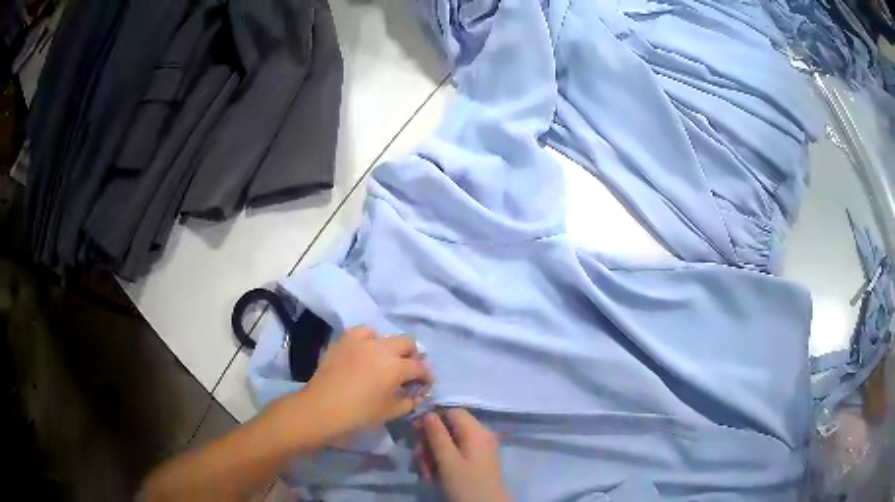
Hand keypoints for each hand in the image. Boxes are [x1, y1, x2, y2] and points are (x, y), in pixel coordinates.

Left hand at [299, 327, 431, 438]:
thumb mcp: (391, 412)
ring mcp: (361, 341)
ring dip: (391, 347)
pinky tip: (366, 351)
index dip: (427, 376)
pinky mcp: (344, 341)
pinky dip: (369, 339)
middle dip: (413, 356)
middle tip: (409, 370)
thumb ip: (410, 401)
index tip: (426, 384)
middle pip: (407, 343)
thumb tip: (418, 394)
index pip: (420, 367)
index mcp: (397, 367)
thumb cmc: (359, 414)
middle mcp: (382, 348)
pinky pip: (362, 332)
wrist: (322, 408)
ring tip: (386, 360)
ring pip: (385, 335)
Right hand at [417, 409, 510, 501]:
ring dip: (433, 456)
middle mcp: (480, 436)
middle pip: (448, 429)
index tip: (414, 431)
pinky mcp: (476, 462)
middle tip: (418, 459)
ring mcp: (479, 449)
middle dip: (429, 443)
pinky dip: (442, 463)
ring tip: (426, 474)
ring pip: (449, 443)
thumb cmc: (467, 484)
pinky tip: (434, 477)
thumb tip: (429, 413)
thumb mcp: (448, 461)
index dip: (432, 418)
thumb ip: (437, 435)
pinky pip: (455, 455)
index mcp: (476, 431)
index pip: (451, 411)